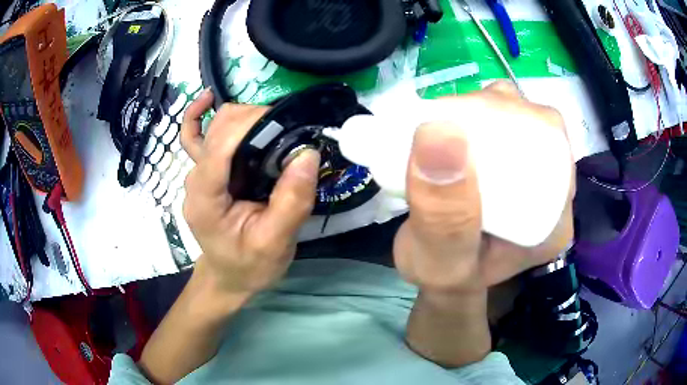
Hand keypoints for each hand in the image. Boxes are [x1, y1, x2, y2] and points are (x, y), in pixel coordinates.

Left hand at [180, 89, 320, 296]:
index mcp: (205, 198)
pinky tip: (209, 99)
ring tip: (275, 126)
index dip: (252, 123)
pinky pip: (196, 136)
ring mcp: (197, 174)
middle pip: (219, 128)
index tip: (289, 124)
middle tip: (290, 132)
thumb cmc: (250, 266)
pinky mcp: (204, 172)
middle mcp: (195, 179)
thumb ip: (291, 201)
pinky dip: (202, 115)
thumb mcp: (275, 242)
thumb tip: (308, 153)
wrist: (229, 277)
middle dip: (255, 119)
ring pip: (214, 127)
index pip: (221, 144)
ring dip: (246, 118)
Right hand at [393, 81, 574, 293]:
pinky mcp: (515, 169)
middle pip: (538, 127)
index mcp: (554, 221)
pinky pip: (506, 128)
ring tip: (450, 118)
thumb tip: (438, 133)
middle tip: (449, 116)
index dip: (514, 117)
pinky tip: (457, 122)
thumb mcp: (440, 262)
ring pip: (522, 121)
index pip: (551, 146)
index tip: (464, 117)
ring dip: (487, 107)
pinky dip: (480, 115)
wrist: (444, 280)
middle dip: (496, 108)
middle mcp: (553, 194)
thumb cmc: (444, 278)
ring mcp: (535, 179)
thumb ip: (443, 215)